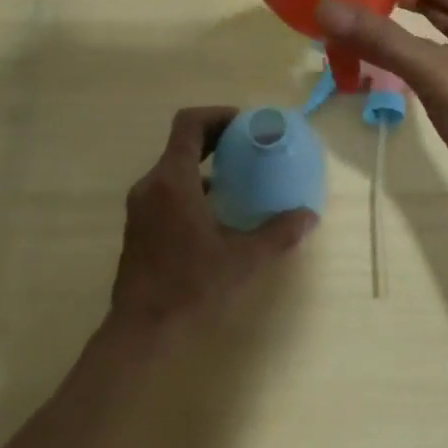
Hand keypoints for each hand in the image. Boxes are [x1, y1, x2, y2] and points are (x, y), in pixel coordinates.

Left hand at [108, 107, 316, 336]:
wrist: (141, 333)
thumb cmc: (191, 288)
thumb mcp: (243, 260)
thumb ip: (278, 233)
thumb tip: (309, 216)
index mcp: (173, 180)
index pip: (189, 123)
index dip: (217, 115)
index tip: (245, 124)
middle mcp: (151, 185)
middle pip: (182, 143)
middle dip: (216, 138)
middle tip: (249, 146)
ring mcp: (141, 207)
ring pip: (173, 168)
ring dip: (204, 164)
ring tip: (238, 178)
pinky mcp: (138, 227)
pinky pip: (166, 190)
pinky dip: (192, 187)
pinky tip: (216, 213)